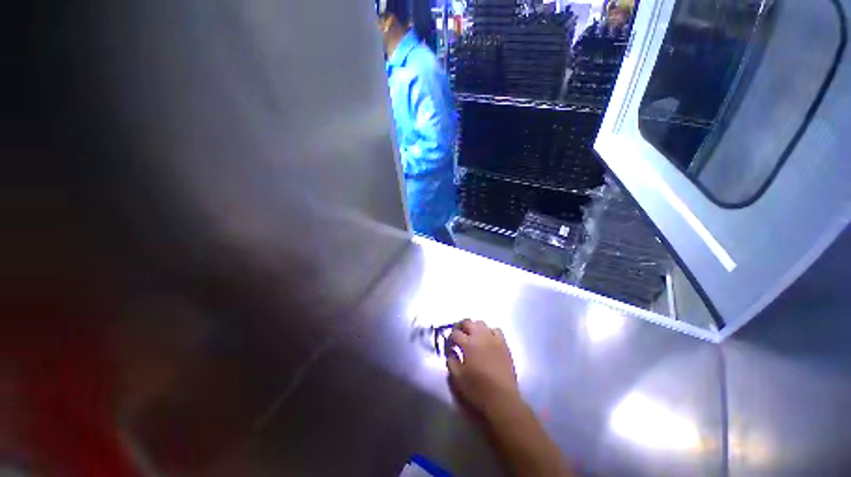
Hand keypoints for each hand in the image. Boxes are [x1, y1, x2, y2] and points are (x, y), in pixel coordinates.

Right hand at [446, 319, 521, 419]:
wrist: (502, 398)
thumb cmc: (477, 389)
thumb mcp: (457, 378)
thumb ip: (451, 360)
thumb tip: (451, 351)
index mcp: (468, 344)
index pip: (455, 333)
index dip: (450, 337)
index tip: (449, 344)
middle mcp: (480, 336)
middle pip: (468, 322)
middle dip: (460, 326)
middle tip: (457, 335)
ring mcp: (493, 338)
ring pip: (481, 323)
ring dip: (474, 327)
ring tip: (472, 335)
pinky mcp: (503, 344)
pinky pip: (495, 330)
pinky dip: (489, 331)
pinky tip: (487, 339)